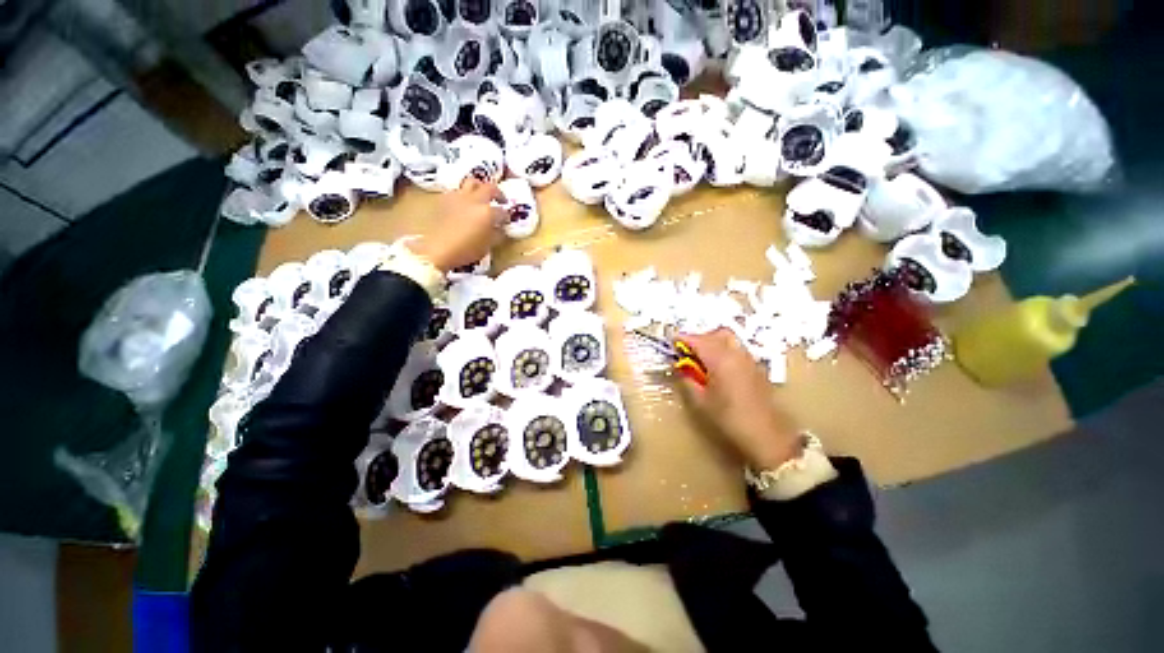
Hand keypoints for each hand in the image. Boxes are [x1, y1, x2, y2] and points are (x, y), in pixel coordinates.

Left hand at [410, 178, 506, 271]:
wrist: (437, 249)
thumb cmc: (466, 251)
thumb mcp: (487, 246)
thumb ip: (496, 234)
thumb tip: (500, 227)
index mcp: (487, 212)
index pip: (502, 212)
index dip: (506, 217)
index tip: (506, 221)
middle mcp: (475, 200)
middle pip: (490, 188)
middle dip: (498, 193)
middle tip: (501, 200)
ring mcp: (459, 197)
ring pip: (472, 182)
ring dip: (480, 187)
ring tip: (481, 195)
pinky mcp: (445, 198)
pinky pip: (458, 191)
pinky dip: (464, 195)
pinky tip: (464, 204)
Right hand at [678, 328, 802, 469]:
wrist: (768, 437)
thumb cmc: (729, 419)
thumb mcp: (701, 401)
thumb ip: (687, 380)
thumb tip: (679, 367)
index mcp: (720, 359)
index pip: (698, 339)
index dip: (682, 338)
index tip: (670, 341)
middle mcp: (737, 353)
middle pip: (716, 334)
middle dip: (699, 338)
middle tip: (686, 351)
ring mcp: (749, 360)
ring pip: (729, 339)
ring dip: (713, 343)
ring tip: (701, 360)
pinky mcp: (757, 368)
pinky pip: (738, 350)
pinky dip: (725, 351)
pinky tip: (718, 369)